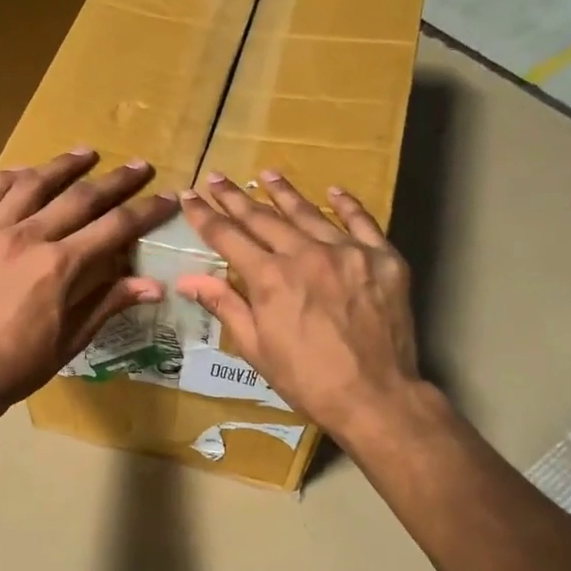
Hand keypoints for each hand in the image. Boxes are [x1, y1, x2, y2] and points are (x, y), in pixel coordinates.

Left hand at [0, 149, 176, 414]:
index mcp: (60, 266)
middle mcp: (28, 238)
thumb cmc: (22, 362)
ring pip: (32, 184)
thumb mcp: (73, 338)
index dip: (146, 211)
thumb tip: (156, 285)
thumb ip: (110, 302)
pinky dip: (5, 178)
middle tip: (140, 166)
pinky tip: (22, 173)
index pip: (114, 228)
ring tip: (86, 152)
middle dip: (116, 180)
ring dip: (63, 165)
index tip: (169, 198)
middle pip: (80, 197)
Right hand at [177, 172, 424, 445]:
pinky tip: (333, 191)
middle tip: (217, 177)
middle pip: (263, 218)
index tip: (190, 196)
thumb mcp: (256, 347)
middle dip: (236, 198)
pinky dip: (346, 205)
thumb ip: (224, 305)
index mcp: (270, 278)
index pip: (229, 237)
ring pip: (308, 213)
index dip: (206, 216)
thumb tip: (187, 279)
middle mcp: (305, 254)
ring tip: (267, 174)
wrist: (374, 396)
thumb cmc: (306, 379)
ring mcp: (347, 253)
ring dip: (284, 192)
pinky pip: (362, 222)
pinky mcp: (383, 259)